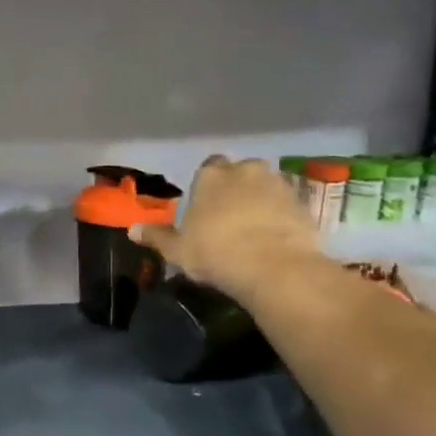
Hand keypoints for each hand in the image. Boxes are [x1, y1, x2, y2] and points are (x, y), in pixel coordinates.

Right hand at [132, 156, 320, 303]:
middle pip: (239, 173)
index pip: (207, 168)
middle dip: (235, 189)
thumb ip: (157, 237)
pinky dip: (281, 216)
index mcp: (212, 175)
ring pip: (265, 187)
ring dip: (260, 201)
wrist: (274, 267)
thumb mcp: (178, 250)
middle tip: (228, 217)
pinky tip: (274, 239)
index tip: (204, 208)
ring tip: (253, 230)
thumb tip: (132, 229)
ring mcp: (279, 184)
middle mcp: (246, 170)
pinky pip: (287, 206)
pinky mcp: (304, 204)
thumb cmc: (215, 252)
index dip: (206, 187)